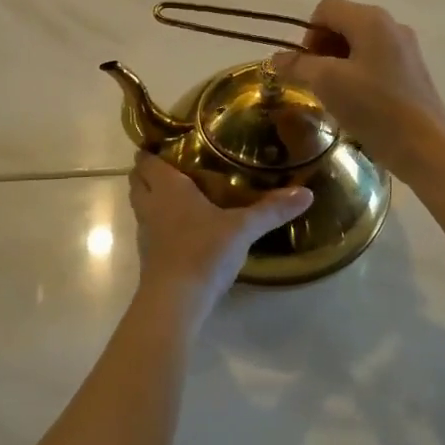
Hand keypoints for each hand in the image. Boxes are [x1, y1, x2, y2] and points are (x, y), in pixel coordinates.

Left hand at [128, 154, 312, 329]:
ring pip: (141, 205)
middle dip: (148, 172)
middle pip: (137, 181)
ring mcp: (146, 233)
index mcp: (168, 188)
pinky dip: (159, 223)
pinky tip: (181, 229)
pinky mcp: (149, 257)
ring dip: (151, 198)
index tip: (165, 143)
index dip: (150, 151)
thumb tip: (307, 193)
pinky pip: (149, 230)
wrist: (175, 301)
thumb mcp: (243, 229)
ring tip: (178, 194)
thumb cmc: (203, 251)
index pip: (148, 161)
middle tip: (173, 166)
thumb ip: (271, 210)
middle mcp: (151, 205)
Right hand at [271, 0, 444, 182]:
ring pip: (358, 43)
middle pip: (342, 23)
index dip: (307, 35)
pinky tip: (357, 101)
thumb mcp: (327, 83)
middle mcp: (390, 25)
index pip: (325, 10)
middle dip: (321, 49)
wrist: (426, 147)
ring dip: (338, 63)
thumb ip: (299, 65)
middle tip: (315, 82)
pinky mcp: (412, 70)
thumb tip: (276, 58)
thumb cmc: (374, 108)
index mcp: (371, 19)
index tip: (305, 68)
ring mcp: (405, 47)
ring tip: (334, 94)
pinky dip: (357, 73)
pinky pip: (375, 59)